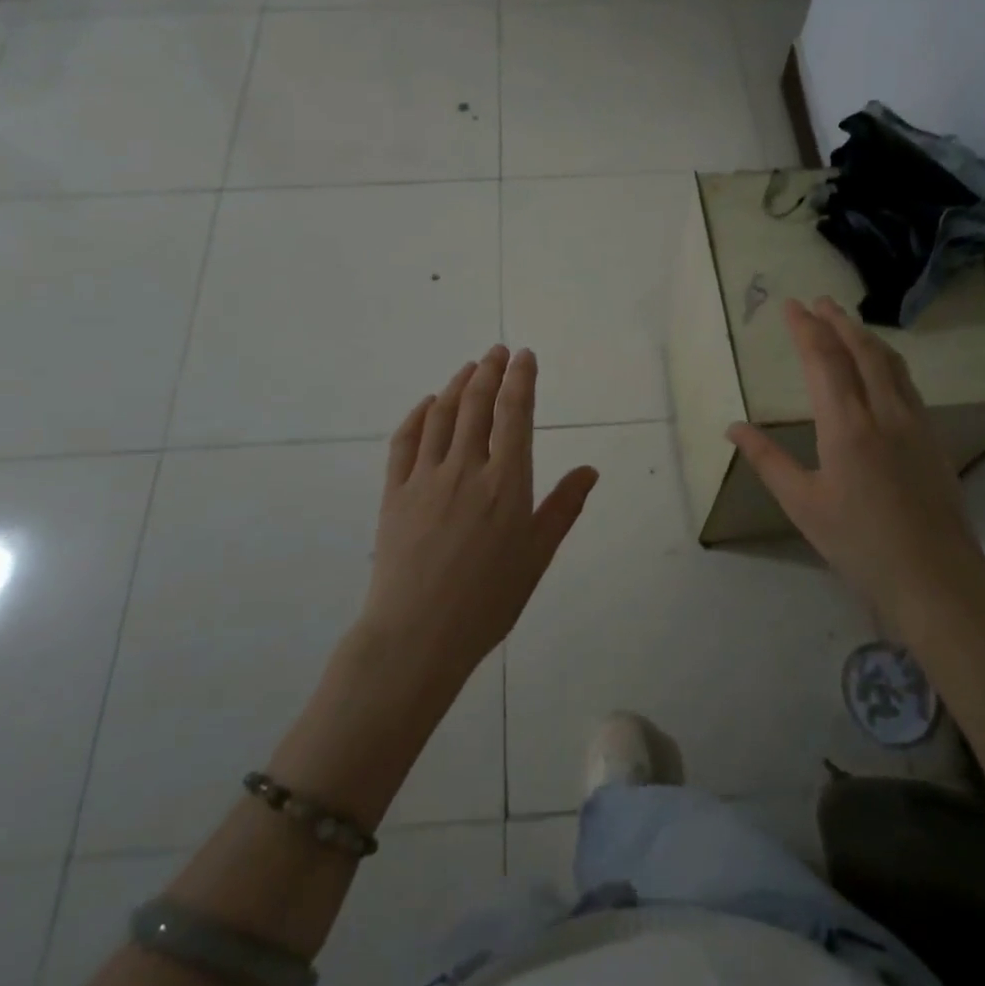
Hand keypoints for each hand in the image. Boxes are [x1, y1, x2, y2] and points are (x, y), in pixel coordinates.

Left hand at [364, 345, 597, 687]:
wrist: (418, 634)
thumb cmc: (489, 600)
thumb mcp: (537, 556)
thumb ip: (563, 508)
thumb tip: (590, 469)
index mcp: (507, 482)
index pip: (515, 414)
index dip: (521, 379)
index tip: (524, 356)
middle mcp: (467, 468)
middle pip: (478, 404)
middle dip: (490, 371)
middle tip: (497, 351)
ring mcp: (426, 477)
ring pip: (443, 415)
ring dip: (458, 385)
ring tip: (469, 367)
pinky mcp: (394, 492)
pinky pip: (405, 441)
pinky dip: (418, 415)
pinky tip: (428, 404)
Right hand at [727, 298, 984, 630]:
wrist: (935, 576)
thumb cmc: (859, 543)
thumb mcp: (802, 504)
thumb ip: (767, 460)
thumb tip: (733, 428)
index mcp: (847, 425)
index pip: (823, 360)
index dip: (805, 328)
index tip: (791, 305)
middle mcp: (884, 412)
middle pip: (861, 350)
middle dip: (837, 321)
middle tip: (818, 300)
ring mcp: (915, 422)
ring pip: (890, 363)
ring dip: (865, 336)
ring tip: (847, 322)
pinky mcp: (933, 437)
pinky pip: (906, 382)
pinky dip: (886, 360)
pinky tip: (881, 367)